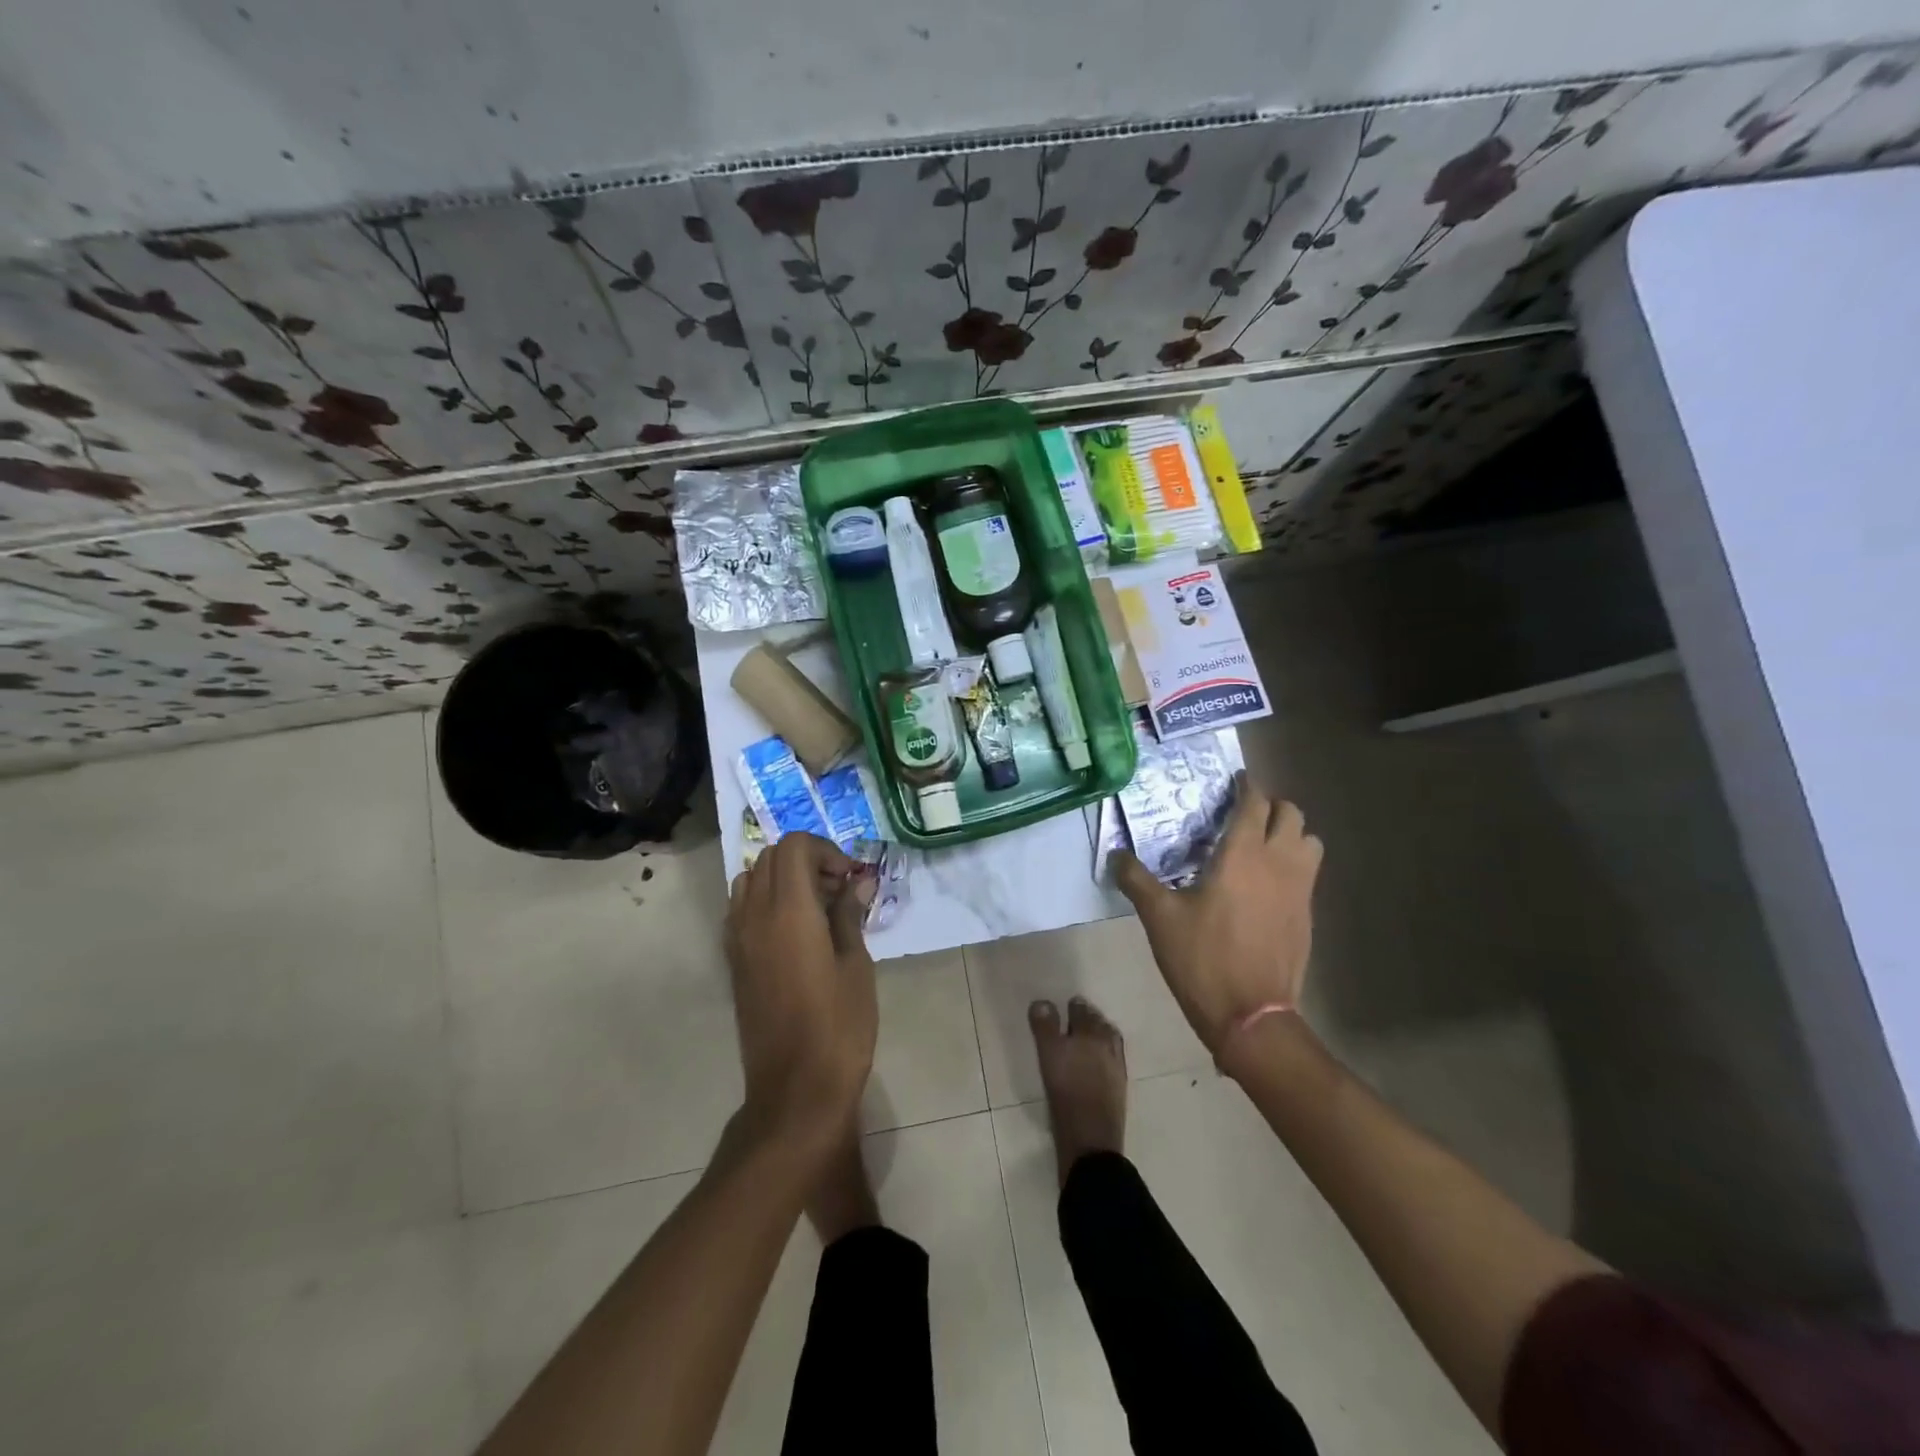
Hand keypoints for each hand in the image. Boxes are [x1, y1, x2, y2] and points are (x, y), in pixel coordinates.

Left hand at [724, 833, 877, 1141]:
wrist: (795, 1088)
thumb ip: (850, 914)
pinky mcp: (734, 962)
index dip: (826, 850)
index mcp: (788, 910)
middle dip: (807, 861)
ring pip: (751, 880)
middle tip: (839, 890)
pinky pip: (742, 909)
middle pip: (771, 857)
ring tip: (816, 908)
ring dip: (783, 879)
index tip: (851, 878)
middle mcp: (754, 915)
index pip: (794, 846)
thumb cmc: (838, 1024)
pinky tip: (795, 932)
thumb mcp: (855, 964)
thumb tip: (858, 881)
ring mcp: (737, 939)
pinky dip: (766, 901)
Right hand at [1115, 773, 1322, 1066]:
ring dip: (1291, 834)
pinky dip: (1293, 865)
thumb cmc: (1203, 958)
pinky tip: (1267, 884)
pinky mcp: (1307, 916)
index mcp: (1243, 854)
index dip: (1247, 786)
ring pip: (1310, 843)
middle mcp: (1279, 863)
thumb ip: (1136, 880)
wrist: (1252, 1015)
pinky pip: (1308, 874)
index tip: (1236, 781)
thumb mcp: (1159, 917)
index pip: (1255, 803)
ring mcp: (1300, 890)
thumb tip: (1115, 856)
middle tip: (1245, 813)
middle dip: (1272, 806)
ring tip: (1262, 844)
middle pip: (1292, 815)